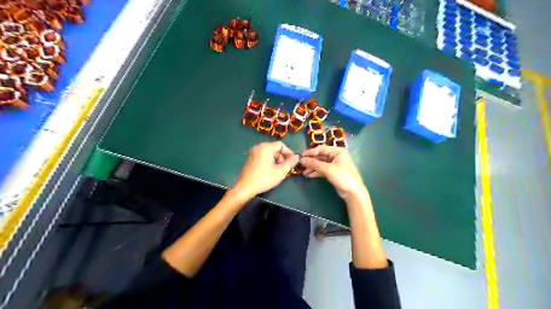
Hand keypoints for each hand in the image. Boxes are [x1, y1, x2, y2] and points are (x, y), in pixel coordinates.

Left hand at [234, 141, 299, 198]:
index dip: (289, 152)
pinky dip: (269, 160)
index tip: (292, 161)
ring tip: (279, 170)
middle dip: (282, 157)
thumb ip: (290, 163)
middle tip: (286, 167)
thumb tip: (297, 157)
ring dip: (276, 159)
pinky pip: (263, 155)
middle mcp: (259, 147)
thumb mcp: (280, 172)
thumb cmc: (264, 179)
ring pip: (269, 152)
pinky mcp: (250, 158)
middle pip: (275, 148)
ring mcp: (253, 152)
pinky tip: (271, 170)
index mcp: (266, 147)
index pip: (281, 145)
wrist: (245, 187)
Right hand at [299, 145, 366, 201]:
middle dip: (311, 161)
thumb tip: (302, 160)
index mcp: (337, 151)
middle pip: (320, 156)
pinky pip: (322, 170)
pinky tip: (309, 175)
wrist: (353, 192)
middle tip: (301, 164)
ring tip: (303, 172)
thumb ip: (314, 164)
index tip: (301, 155)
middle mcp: (336, 156)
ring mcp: (335, 164)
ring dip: (312, 167)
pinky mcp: (333, 172)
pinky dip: (316, 172)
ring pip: (321, 163)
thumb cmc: (342, 177)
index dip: (310, 152)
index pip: (321, 149)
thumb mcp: (328, 169)